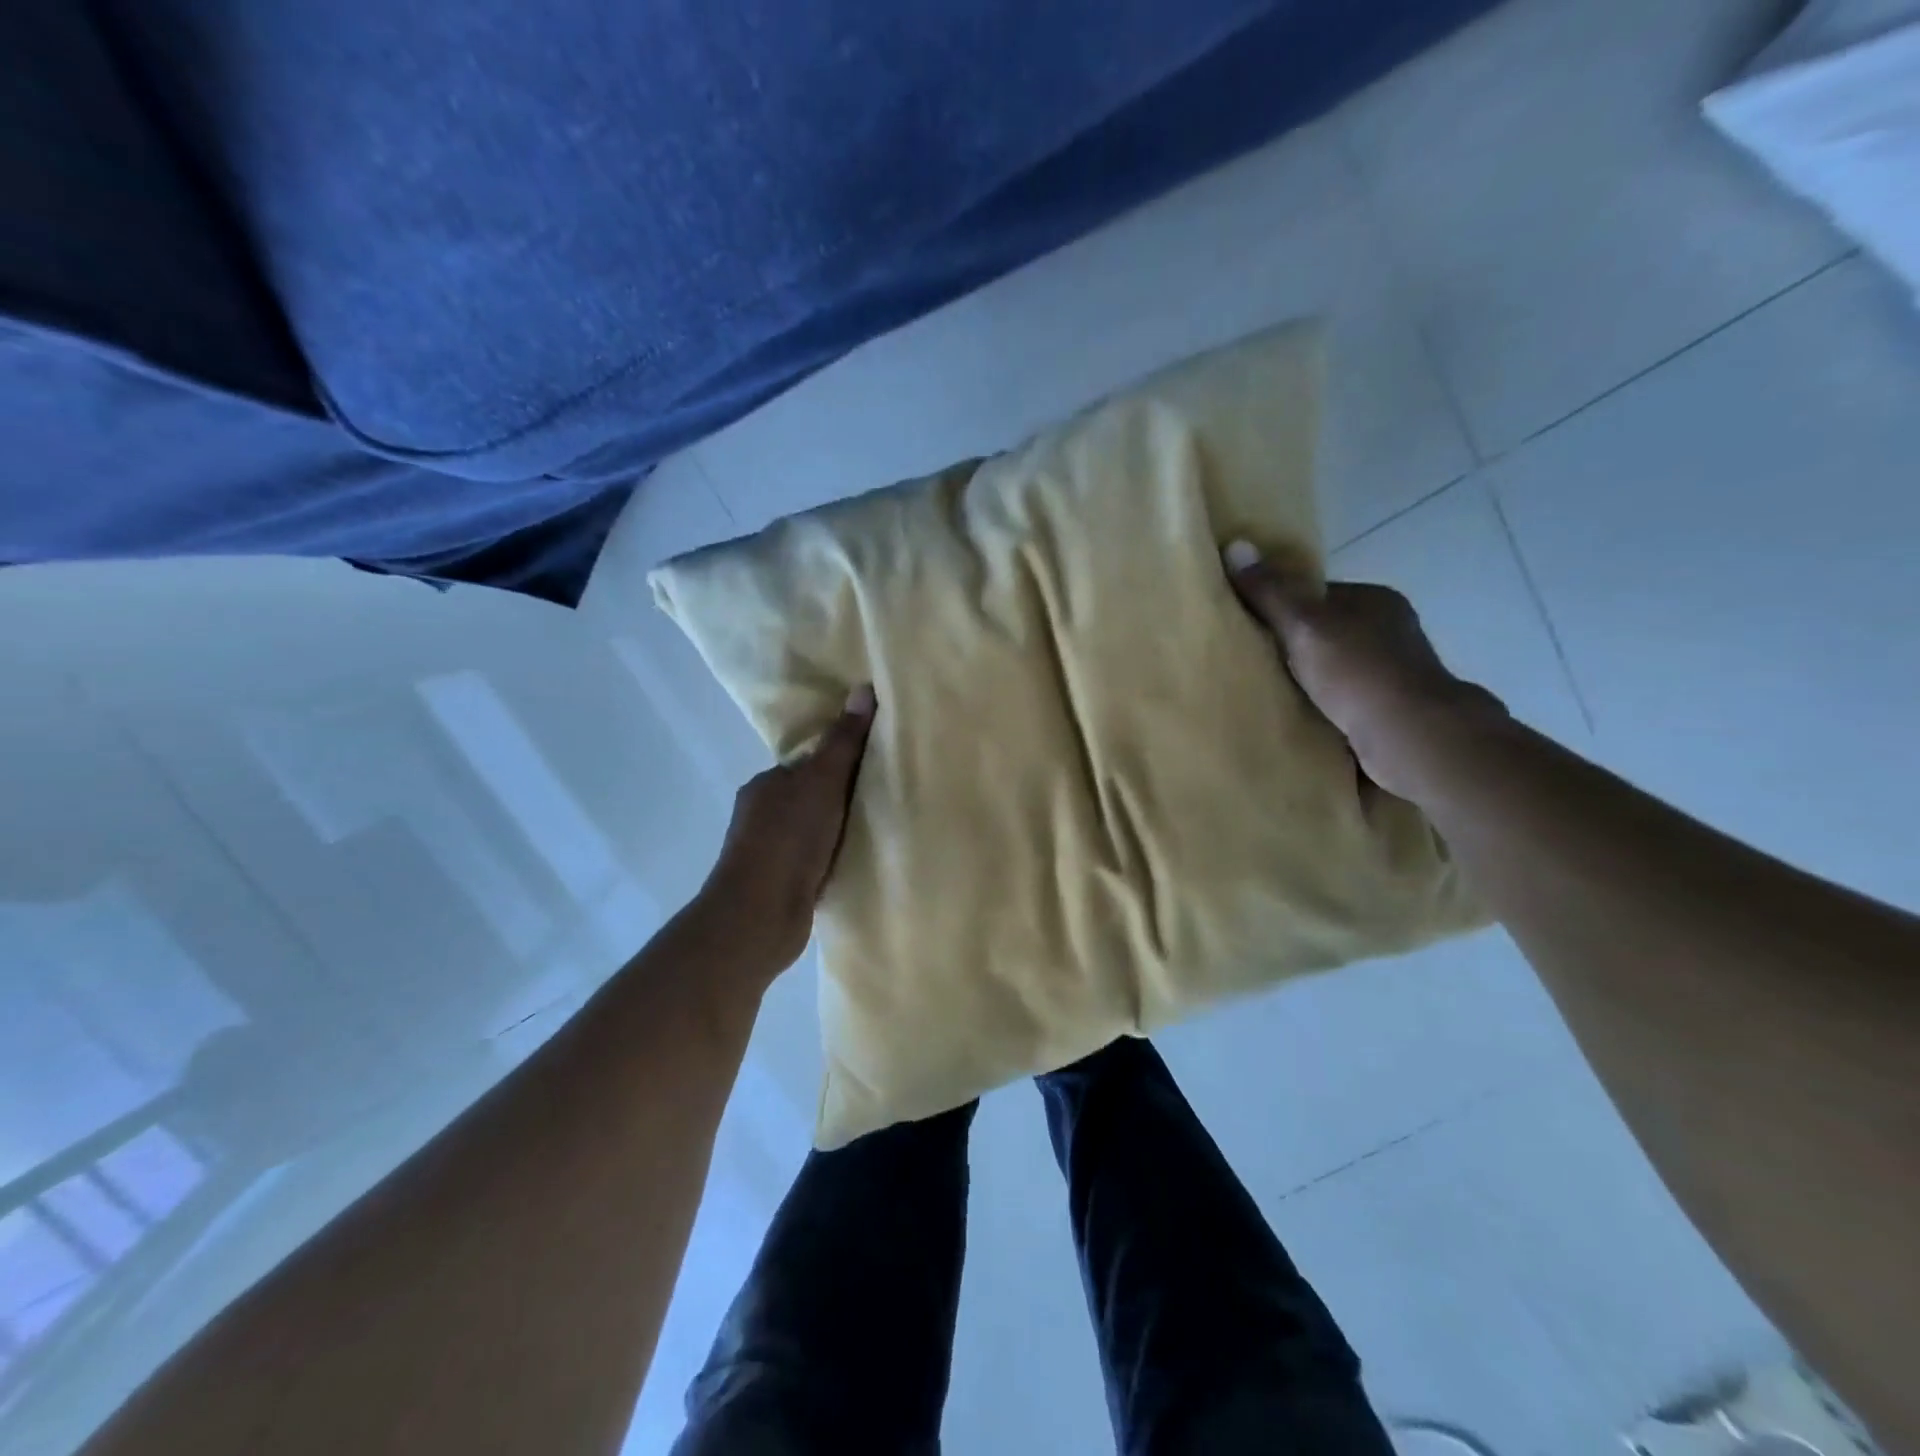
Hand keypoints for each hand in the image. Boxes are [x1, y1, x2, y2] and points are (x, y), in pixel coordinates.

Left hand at [698, 685, 876, 974]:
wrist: (760, 915)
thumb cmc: (788, 839)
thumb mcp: (823, 781)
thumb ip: (844, 741)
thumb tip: (863, 688)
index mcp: (766, 784)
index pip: (807, 764)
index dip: (839, 762)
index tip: (874, 765)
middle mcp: (761, 814)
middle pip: (810, 797)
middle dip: (840, 798)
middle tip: (884, 798)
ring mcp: (767, 852)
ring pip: (811, 831)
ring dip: (836, 831)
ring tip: (876, 831)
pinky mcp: (779, 885)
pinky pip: (813, 861)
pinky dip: (831, 859)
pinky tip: (856, 862)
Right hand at [1223, 541, 1503, 800]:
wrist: (1410, 737)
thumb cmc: (1357, 672)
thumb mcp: (1303, 625)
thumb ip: (1270, 592)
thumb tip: (1234, 544)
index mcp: (1375, 600)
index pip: (1318, 595)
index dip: (1281, 607)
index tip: (1249, 627)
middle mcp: (1390, 631)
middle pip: (1326, 633)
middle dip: (1294, 648)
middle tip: (1251, 663)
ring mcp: (1394, 672)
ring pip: (1335, 669)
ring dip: (1308, 681)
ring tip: (1268, 693)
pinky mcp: (1392, 709)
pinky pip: (1344, 700)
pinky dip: (1323, 707)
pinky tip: (1298, 717)